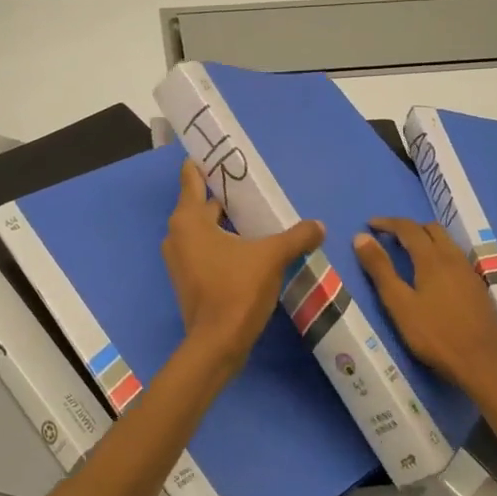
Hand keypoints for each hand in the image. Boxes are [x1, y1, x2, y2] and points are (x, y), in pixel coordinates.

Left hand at [162, 158, 324, 373]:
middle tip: (253, 186)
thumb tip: (319, 225)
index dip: (203, 163)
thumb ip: (296, 236)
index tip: (219, 151)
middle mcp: (177, 234)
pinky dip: (223, 243)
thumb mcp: (271, 257)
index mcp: (189, 220)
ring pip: (204, 229)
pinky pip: (205, 249)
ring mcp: (180, 259)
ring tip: (256, 215)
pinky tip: (249, 247)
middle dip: (225, 195)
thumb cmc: (237, 290)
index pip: (191, 178)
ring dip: (226, 222)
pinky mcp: (189, 278)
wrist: (216, 344)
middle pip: (201, 204)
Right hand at [354, 218, 496, 390]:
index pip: (408, 228)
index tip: (370, 224)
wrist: (483, 364)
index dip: (388, 223)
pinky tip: (434, 276)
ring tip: (409, 254)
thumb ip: (380, 269)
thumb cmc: (434, 335)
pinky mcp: (478, 288)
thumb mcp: (399, 303)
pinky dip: (440, 254)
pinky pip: (456, 258)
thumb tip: (361, 237)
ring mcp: (470, 273)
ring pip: (447, 243)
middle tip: (389, 238)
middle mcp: (454, 258)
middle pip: (432, 229)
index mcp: (432, 259)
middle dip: (409, 228)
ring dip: (426, 239)